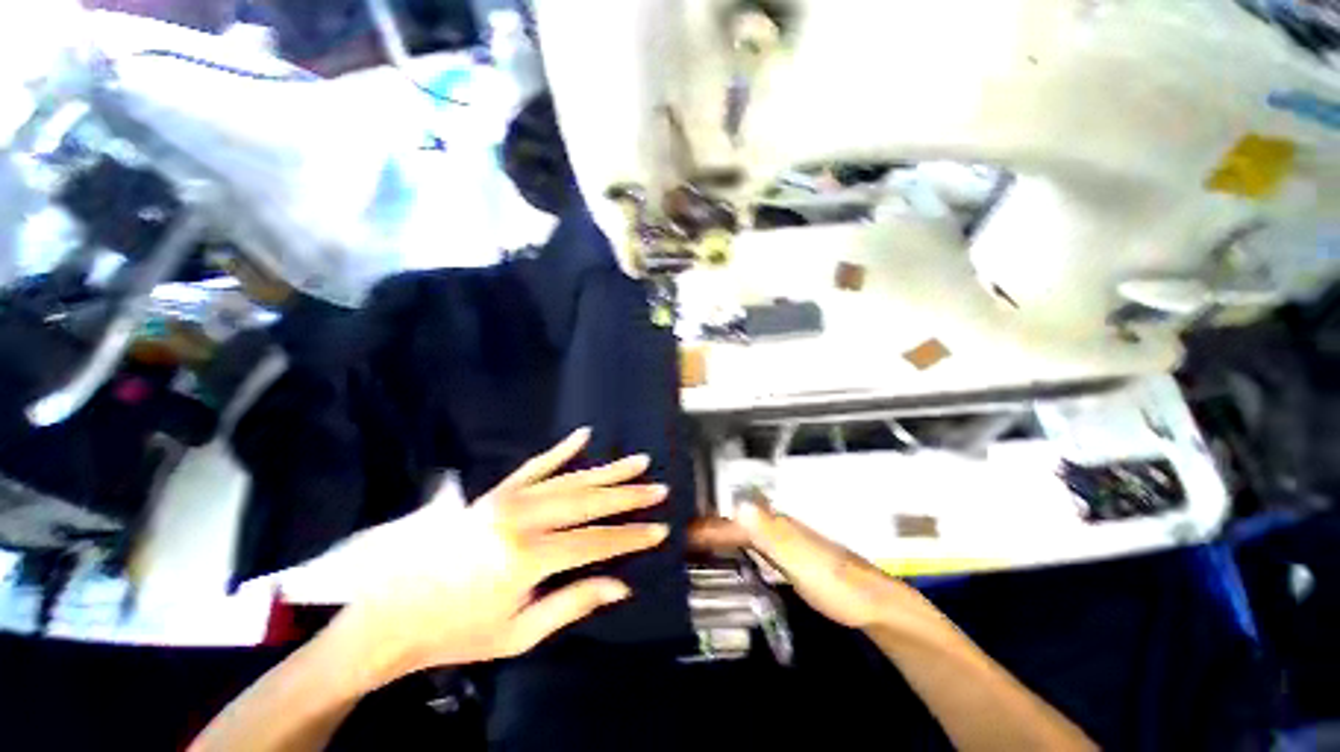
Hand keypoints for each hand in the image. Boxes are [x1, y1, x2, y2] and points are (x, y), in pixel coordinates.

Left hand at [334, 428, 668, 685]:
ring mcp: (508, 499)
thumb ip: (572, 603)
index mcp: (529, 557)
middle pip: (589, 502)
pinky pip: (535, 465)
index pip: (596, 542)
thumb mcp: (517, 633)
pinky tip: (583, 435)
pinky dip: (561, 449)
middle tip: (659, 488)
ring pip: (570, 479)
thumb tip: (620, 585)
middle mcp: (523, 519)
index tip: (660, 529)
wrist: (390, 614)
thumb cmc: (455, 632)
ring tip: (637, 461)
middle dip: (629, 496)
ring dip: (608, 470)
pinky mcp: (496, 491)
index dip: (630, 537)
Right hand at [690, 502, 912, 629]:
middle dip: (705, 527)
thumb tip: (738, 505)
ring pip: (742, 533)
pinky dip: (734, 548)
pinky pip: (751, 547)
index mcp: (774, 525)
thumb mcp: (800, 559)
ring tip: (693, 545)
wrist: (872, 603)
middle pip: (733, 523)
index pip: (730, 523)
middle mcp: (775, 527)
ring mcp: (782, 542)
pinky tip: (728, 556)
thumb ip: (770, 534)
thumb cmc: (835, 582)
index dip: (704, 527)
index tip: (677, 532)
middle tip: (678, 536)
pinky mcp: (786, 557)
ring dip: (718, 536)